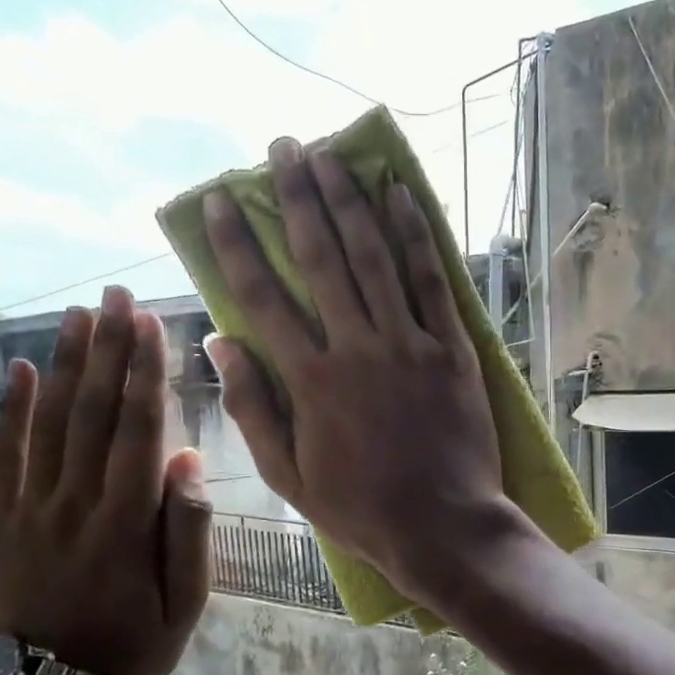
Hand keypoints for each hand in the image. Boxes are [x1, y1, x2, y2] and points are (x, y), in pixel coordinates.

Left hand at [0, 286, 211, 674]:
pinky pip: (6, 457)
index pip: (137, 429)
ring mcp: (34, 508)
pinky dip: (12, 412)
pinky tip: (22, 373)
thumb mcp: (188, 600)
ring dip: (65, 365)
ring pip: (49, 423)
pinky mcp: (7, 520)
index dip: (144, 373)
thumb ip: (188, 529)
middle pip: (92, 412)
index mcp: (126, 520)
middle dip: (107, 349)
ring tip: (77, 315)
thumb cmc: (136, 643)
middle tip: (113, 296)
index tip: (150, 324)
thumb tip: (188, 462)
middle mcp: (76, 501)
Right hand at [203, 138, 519, 606]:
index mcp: (310, 380)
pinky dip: (417, 237)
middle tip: (283, 148)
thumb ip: (254, 407)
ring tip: (332, 156)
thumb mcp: (289, 475)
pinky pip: (433, 282)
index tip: (220, 201)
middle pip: (321, 258)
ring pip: (375, 258)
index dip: (238, 244)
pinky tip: (401, 196)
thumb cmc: (362, 508)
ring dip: (350, 201)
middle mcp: (357, 348)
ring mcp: (410, 344)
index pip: (263, 296)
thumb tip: (221, 344)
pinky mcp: (454, 350)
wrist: (443, 525)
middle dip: (297, 198)